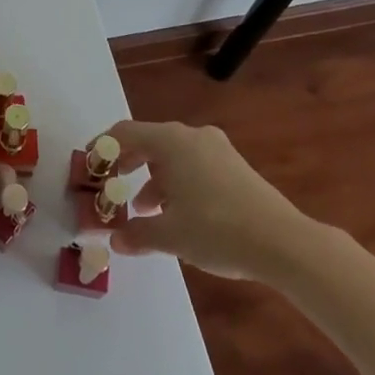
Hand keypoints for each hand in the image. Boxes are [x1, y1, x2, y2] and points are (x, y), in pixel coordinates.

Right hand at [104, 120, 330, 284]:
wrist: (283, 242)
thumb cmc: (217, 229)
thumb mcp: (171, 235)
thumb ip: (138, 233)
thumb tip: (115, 239)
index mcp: (171, 141)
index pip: (125, 133)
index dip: (103, 148)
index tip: (90, 166)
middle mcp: (192, 136)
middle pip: (149, 142)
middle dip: (129, 166)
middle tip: (114, 188)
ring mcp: (217, 149)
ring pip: (173, 156)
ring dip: (154, 179)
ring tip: (146, 212)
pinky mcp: (235, 167)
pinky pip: (194, 165)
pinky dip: (178, 183)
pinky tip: (180, 215)